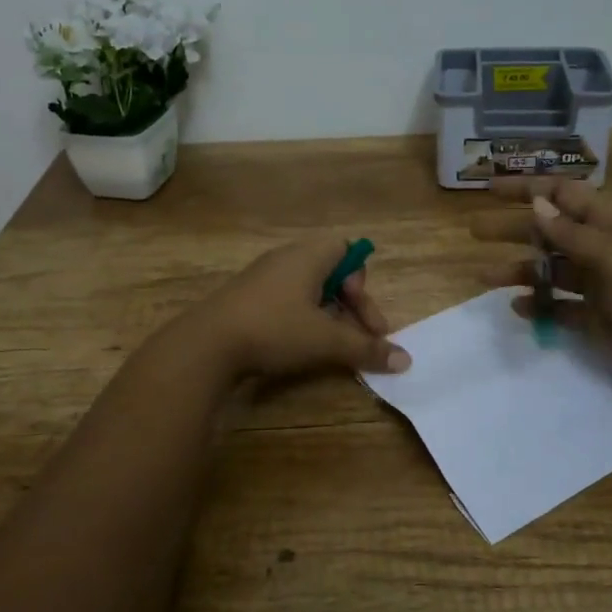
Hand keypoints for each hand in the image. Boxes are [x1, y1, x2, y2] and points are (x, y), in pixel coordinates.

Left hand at [181, 235, 410, 380]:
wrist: (206, 344)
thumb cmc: (274, 329)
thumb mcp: (326, 341)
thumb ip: (366, 349)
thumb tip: (405, 360)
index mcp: (308, 256)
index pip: (347, 250)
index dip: (361, 281)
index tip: (362, 314)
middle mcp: (286, 259)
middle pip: (330, 273)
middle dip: (350, 306)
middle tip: (360, 338)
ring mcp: (262, 278)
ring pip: (308, 290)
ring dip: (327, 316)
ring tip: (332, 346)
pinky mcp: (246, 299)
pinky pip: (285, 301)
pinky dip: (302, 320)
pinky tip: (298, 346)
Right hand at [470, 178, 611, 392]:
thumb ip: (569, 232)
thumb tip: (537, 202)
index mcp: (609, 222)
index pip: (563, 194)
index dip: (529, 188)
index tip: (491, 189)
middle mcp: (600, 248)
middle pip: (549, 232)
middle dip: (513, 229)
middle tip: (474, 230)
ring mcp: (599, 285)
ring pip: (550, 272)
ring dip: (518, 271)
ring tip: (483, 276)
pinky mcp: (598, 320)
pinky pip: (560, 309)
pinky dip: (538, 307)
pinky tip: (516, 307)